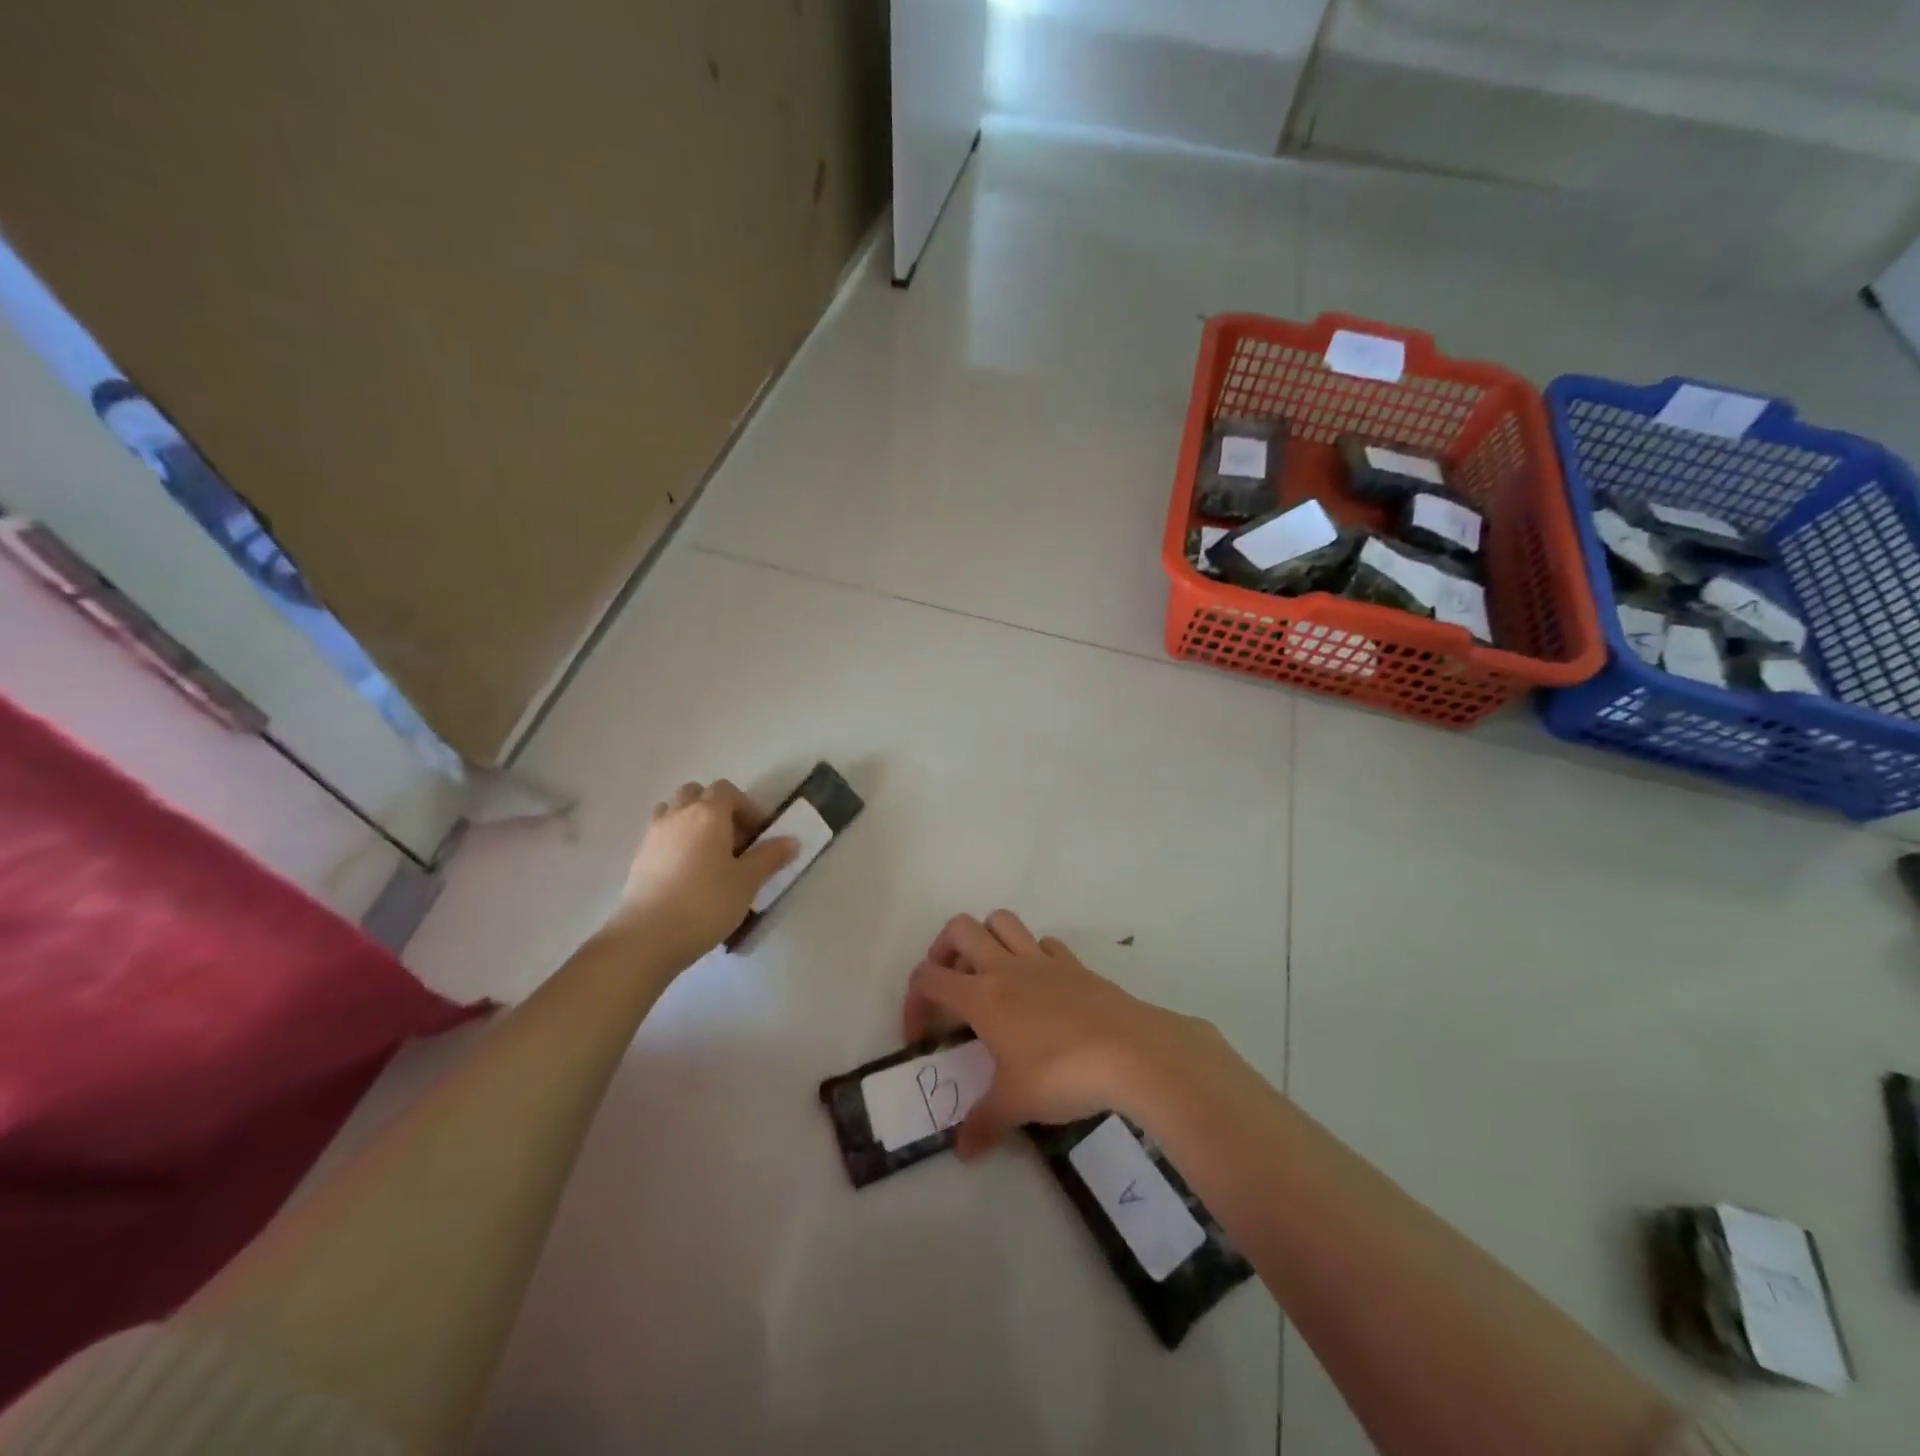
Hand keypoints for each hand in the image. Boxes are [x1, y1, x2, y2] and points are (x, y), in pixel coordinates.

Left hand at [605, 780, 797, 968]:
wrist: (648, 936)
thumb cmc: (706, 902)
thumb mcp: (748, 881)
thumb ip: (770, 856)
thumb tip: (792, 840)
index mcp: (708, 813)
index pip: (728, 790)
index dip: (747, 807)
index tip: (759, 834)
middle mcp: (678, 814)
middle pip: (697, 793)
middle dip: (717, 809)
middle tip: (733, 840)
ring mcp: (653, 834)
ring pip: (674, 811)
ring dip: (692, 821)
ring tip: (708, 853)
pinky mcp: (638, 857)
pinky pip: (661, 834)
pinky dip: (675, 841)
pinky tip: (687, 872)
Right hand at [902, 911, 1227, 1159]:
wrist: (1131, 1052)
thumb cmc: (1062, 1074)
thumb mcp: (1016, 1105)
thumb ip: (983, 1124)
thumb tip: (963, 1152)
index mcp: (982, 996)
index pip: (928, 977)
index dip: (914, 1002)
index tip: (923, 1038)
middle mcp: (1005, 967)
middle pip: (959, 928)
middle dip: (943, 950)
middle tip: (951, 987)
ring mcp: (1042, 961)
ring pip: (1002, 921)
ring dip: (987, 939)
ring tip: (989, 977)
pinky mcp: (1074, 964)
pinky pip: (1044, 943)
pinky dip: (1033, 955)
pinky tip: (1038, 986)